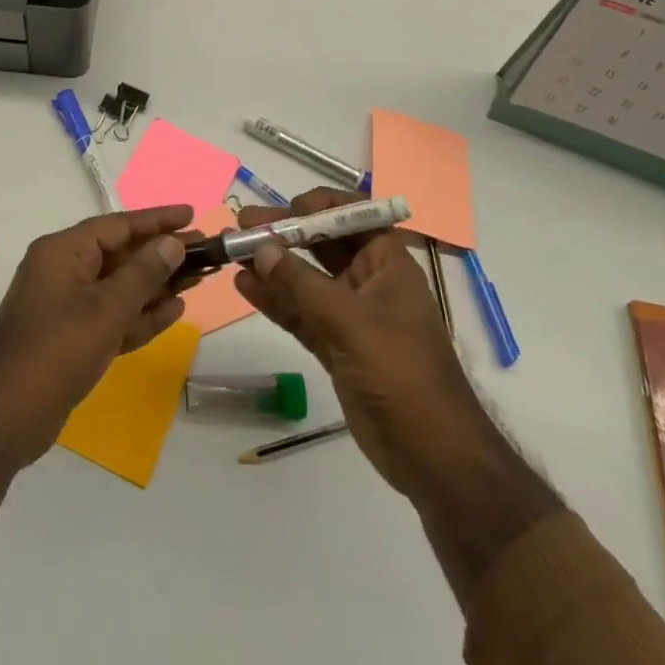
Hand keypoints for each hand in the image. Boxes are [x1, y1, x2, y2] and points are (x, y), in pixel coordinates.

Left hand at [0, 205, 191, 467]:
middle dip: (161, 254)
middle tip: (205, 251)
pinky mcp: (74, 338)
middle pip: (121, 254)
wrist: (6, 418)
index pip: (117, 225)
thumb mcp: (105, 309)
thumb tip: (173, 244)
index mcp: (63, 252)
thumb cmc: (56, 351)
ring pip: (120, 286)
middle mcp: (64, 271)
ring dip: (157, 284)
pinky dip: (141, 313)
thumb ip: (142, 274)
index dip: (156, 220)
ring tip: (199, 278)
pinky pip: (113, 315)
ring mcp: (68, 305)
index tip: (190, 215)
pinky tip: (175, 310)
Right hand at [233, 189, 476, 499]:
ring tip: (231, 252)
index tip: (282, 211)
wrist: (433, 458)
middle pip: (321, 244)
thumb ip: (302, 285)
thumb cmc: (402, 374)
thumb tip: (260, 248)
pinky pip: (299, 313)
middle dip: (283, 233)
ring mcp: (350, 316)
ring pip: (304, 279)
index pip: (352, 216)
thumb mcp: (351, 323)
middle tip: (241, 226)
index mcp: (387, 264)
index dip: (318, 207)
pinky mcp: (335, 347)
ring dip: (271, 265)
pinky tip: (244, 286)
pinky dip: (274, 300)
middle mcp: (368, 282)